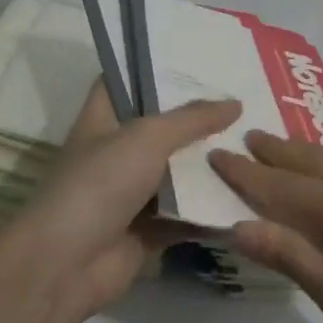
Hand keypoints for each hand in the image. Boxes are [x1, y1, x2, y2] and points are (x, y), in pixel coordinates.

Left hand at [0, 84, 239, 321]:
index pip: (125, 80)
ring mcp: (132, 193)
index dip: (155, 67)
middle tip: (245, 99)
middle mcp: (117, 152)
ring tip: (256, 141)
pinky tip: (251, 194)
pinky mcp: (148, 229)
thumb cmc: (99, 184)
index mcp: (103, 120)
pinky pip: (187, 214)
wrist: (66, 264)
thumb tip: (234, 103)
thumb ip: (192, 119)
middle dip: (199, 117)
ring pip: (178, 173)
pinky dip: (212, 209)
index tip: (197, 58)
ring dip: (210, 164)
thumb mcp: (147, 137)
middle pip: (162, 128)